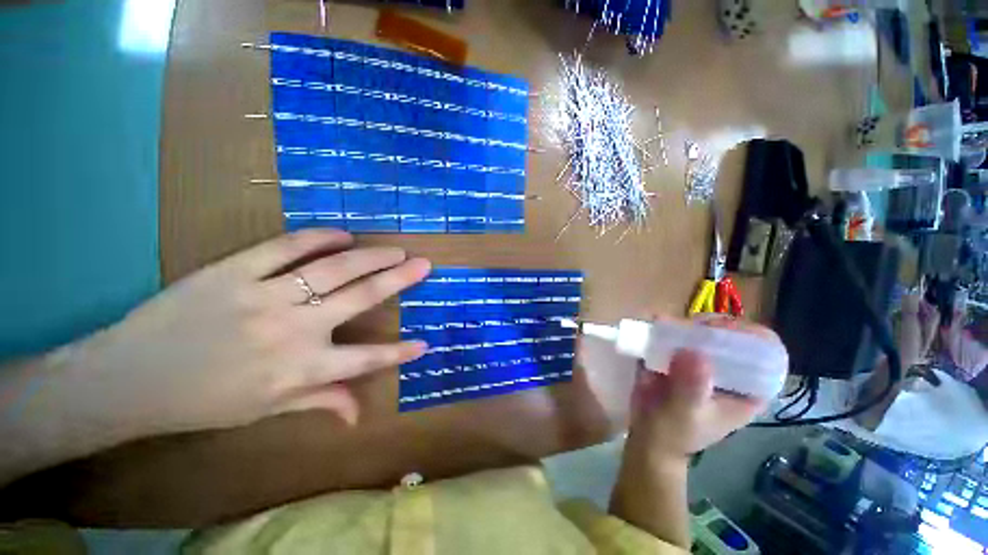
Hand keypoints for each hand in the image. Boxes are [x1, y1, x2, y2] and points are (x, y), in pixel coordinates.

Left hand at [31, 229, 429, 438]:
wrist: (129, 378)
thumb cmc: (202, 402)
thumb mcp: (264, 410)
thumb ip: (318, 402)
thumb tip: (358, 415)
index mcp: (300, 369)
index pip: (366, 361)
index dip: (399, 353)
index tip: (424, 344)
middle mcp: (294, 329)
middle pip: (361, 297)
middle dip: (399, 280)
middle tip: (423, 265)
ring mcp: (265, 295)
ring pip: (334, 268)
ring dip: (371, 256)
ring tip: (396, 249)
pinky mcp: (234, 270)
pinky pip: (286, 247)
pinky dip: (319, 238)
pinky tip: (343, 234)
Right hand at [626, 317, 771, 462]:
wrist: (646, 435)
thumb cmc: (675, 432)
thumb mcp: (686, 414)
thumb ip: (691, 386)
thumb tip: (692, 351)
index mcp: (747, 389)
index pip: (765, 355)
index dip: (751, 337)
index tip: (724, 330)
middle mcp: (728, 372)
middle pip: (732, 337)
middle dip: (714, 326)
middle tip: (692, 326)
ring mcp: (702, 362)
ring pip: (704, 333)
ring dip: (688, 324)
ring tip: (669, 324)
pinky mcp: (677, 357)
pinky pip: (677, 336)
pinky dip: (667, 326)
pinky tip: (656, 323)